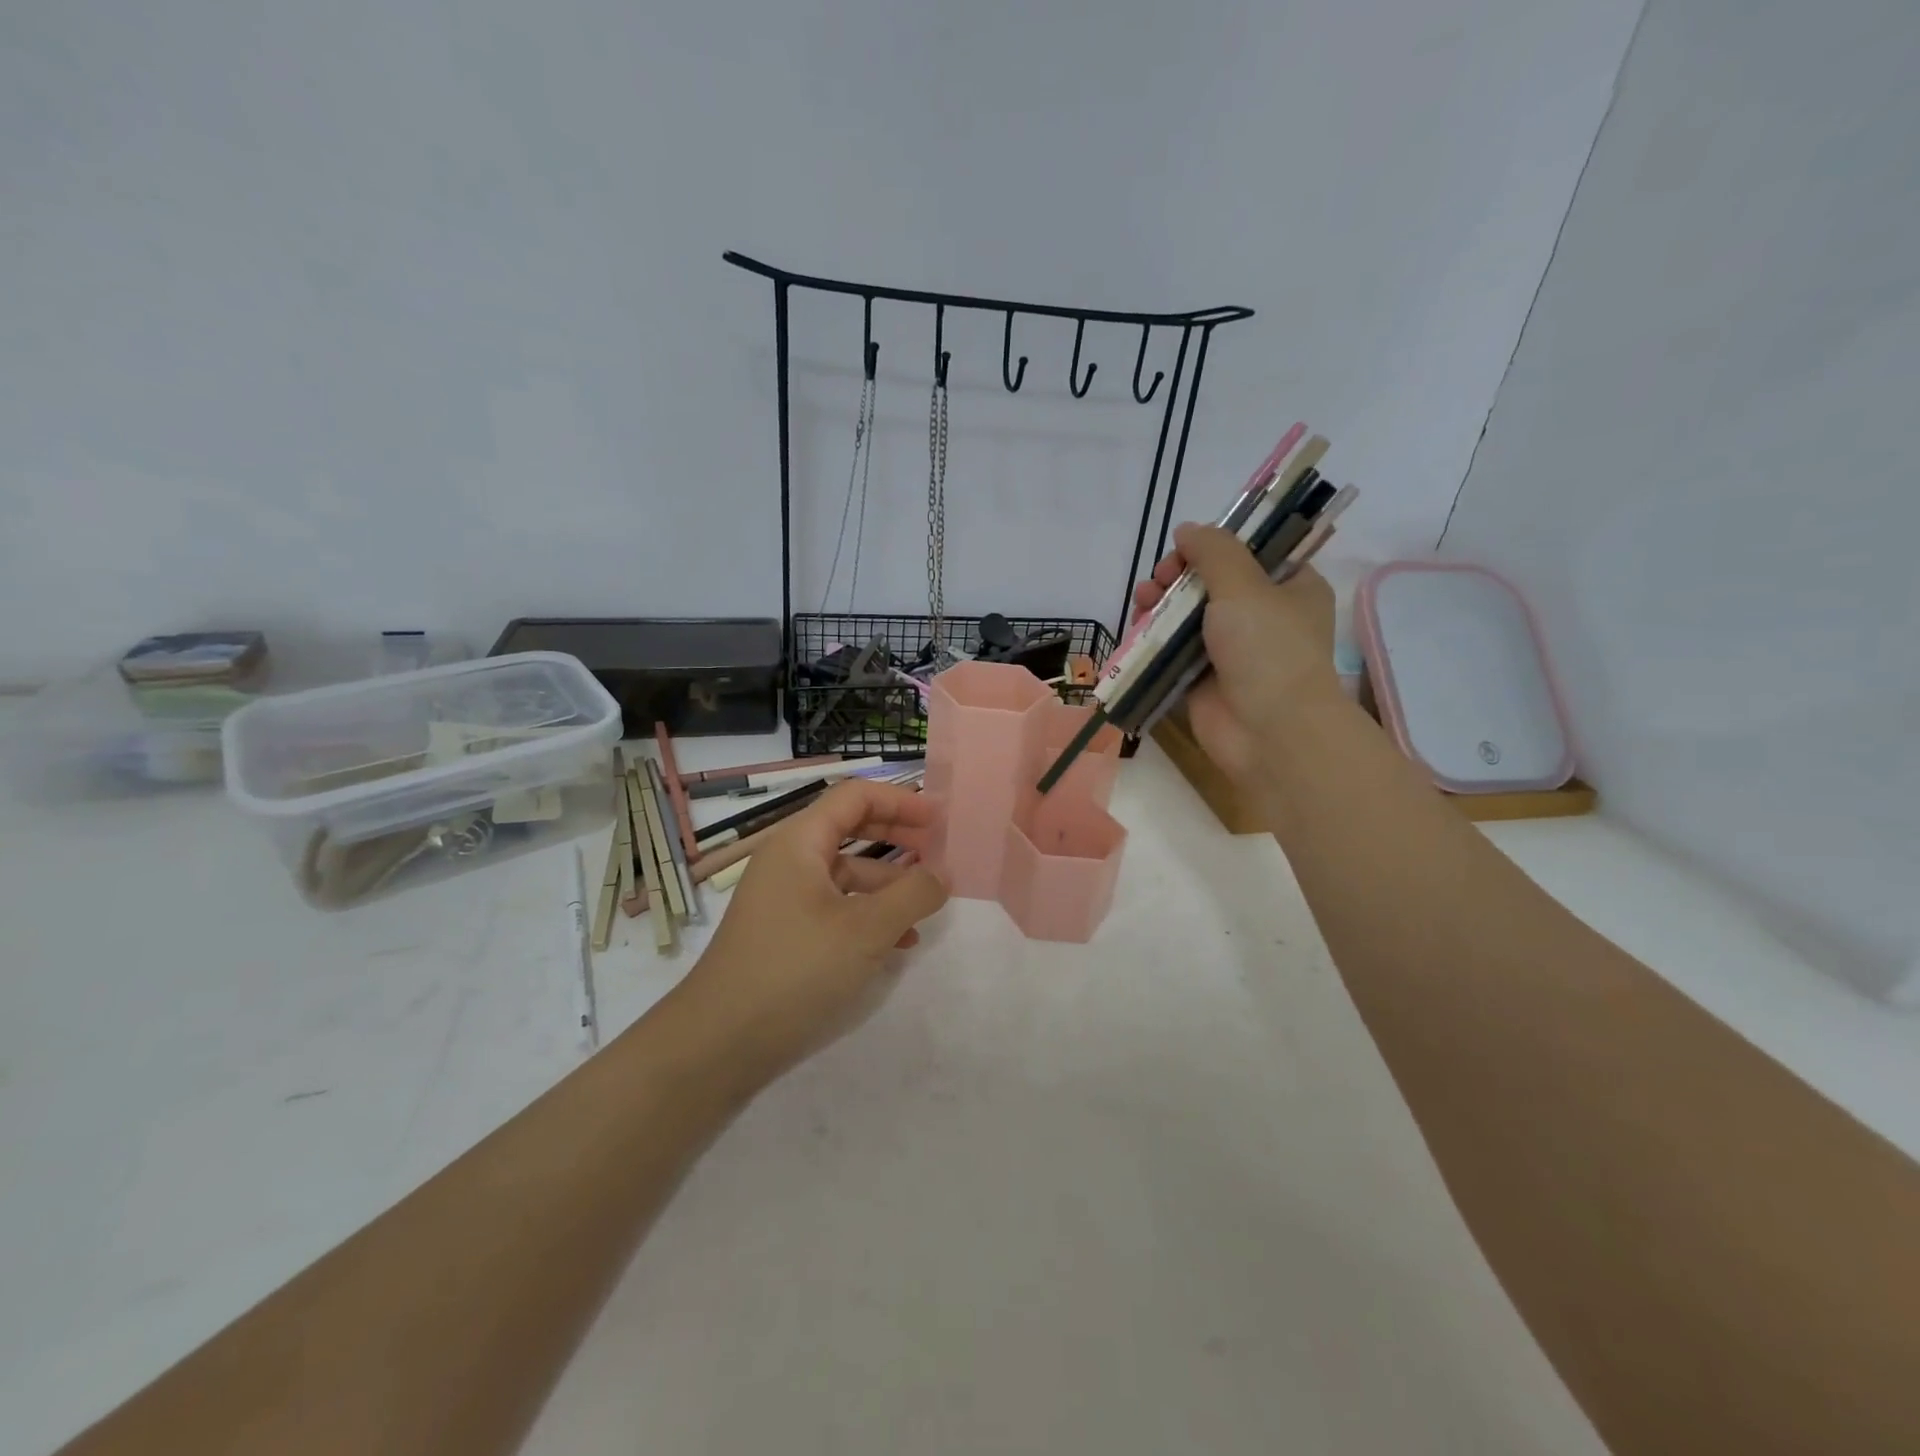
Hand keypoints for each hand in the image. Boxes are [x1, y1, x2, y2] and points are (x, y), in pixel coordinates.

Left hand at [675, 779, 948, 1083]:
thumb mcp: (866, 930)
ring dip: (888, 885)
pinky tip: (898, 944)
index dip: (900, 801)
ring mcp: (784, 898)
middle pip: (850, 829)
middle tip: (936, 853)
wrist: (718, 1043)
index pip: (855, 797)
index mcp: (799, 842)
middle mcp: (789, 861)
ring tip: (925, 910)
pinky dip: (868, 916)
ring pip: (846, 874)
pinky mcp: (785, 933)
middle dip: (897, 838)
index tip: (939, 821)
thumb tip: (943, 874)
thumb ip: (912, 894)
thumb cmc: (795, 970)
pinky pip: (835, 908)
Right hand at [1131, 523, 1343, 783]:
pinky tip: (1136, 629)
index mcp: (1290, 588)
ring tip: (1142, 600)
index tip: (1185, 549)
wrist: (1270, 732)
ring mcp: (1230, 651)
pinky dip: (1153, 638)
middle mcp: (1262, 617)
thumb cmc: (1268, 650)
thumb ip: (1214, 552)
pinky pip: (1172, 651)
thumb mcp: (1245, 587)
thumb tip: (1187, 530)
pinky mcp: (1202, 679)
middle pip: (1210, 583)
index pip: (1249, 553)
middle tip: (1160, 579)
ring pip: (1186, 616)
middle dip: (1177, 576)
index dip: (1214, 546)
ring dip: (1160, 604)